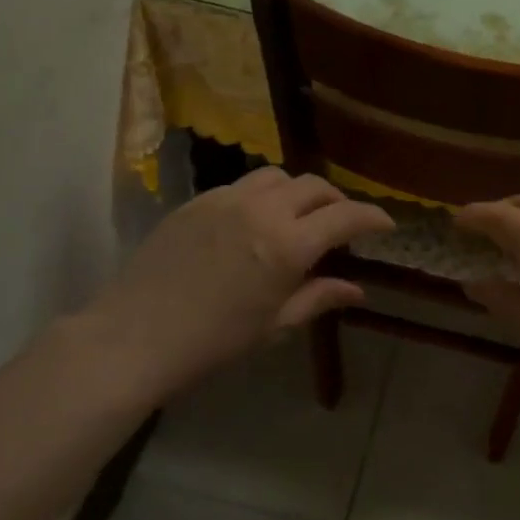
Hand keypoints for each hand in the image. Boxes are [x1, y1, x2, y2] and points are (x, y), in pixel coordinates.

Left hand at [65, 167, 394, 407]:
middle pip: (314, 186)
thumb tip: (357, 290)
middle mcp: (262, 210)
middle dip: (336, 201)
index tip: (386, 224)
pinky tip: (254, 222)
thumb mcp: (274, 326)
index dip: (372, 216)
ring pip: (278, 176)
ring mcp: (226, 199)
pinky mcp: (197, 200)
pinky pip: (242, 185)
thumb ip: (318, 298)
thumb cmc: (212, 343)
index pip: (345, 217)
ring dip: (298, 191)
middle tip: (342, 223)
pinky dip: (263, 196)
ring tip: (298, 216)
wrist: (133, 337)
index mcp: (287, 245)